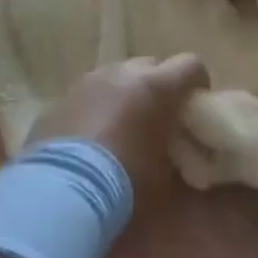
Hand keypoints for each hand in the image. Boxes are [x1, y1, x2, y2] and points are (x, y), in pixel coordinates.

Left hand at [26, 55, 208, 201]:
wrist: (61, 192)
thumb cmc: (125, 183)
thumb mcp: (165, 177)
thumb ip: (176, 155)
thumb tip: (179, 155)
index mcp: (157, 86)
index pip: (192, 64)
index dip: (197, 83)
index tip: (194, 106)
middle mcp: (122, 73)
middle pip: (151, 65)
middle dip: (159, 86)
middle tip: (158, 118)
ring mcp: (88, 81)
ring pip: (116, 76)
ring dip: (125, 94)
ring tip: (121, 127)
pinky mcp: (61, 98)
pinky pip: (88, 94)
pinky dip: (96, 107)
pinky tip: (91, 138)